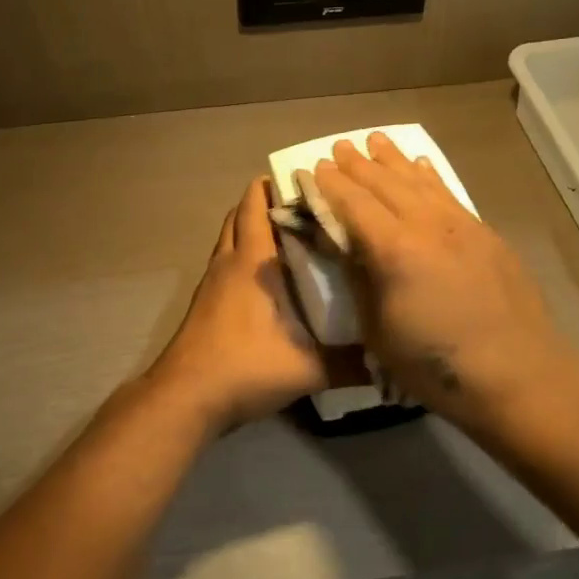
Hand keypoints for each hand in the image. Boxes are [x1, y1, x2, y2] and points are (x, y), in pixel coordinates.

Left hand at [147, 176, 326, 433]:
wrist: (186, 397)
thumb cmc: (245, 367)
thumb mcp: (308, 369)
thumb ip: (351, 364)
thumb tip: (392, 361)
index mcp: (251, 263)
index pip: (256, 206)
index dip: (277, 186)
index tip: (309, 181)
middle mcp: (228, 263)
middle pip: (239, 215)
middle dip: (266, 202)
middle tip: (306, 208)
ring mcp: (211, 284)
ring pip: (230, 240)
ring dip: (252, 230)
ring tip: (292, 238)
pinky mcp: (204, 305)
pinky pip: (225, 265)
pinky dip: (243, 258)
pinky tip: (269, 280)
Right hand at [313, 133, 578, 429]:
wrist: (516, 373)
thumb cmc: (435, 364)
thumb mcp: (378, 331)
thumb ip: (361, 282)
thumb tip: (348, 248)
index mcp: (394, 250)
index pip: (355, 204)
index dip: (332, 185)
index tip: (316, 167)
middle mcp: (427, 226)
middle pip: (386, 185)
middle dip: (359, 164)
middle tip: (340, 146)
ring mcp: (461, 226)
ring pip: (420, 182)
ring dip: (395, 160)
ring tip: (376, 141)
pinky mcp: (486, 235)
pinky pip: (449, 194)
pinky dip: (430, 177)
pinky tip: (423, 166)